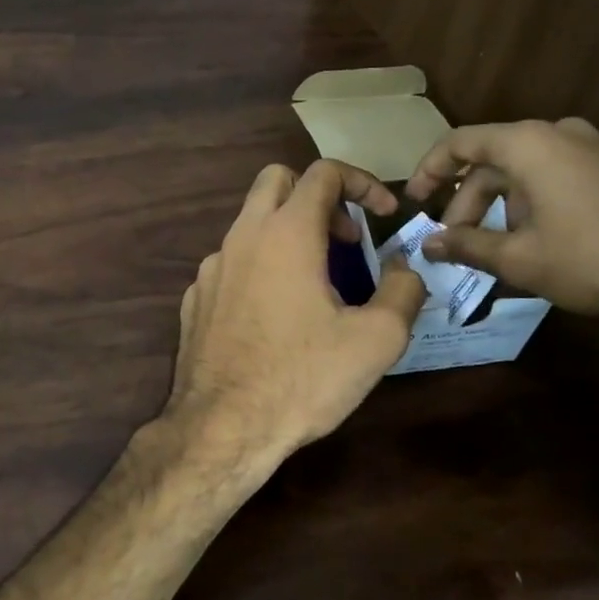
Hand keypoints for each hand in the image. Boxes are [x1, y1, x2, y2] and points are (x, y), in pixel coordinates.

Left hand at [165, 160, 426, 483]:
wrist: (222, 427)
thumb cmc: (303, 378)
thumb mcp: (376, 340)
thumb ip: (403, 291)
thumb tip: (403, 270)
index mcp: (286, 233)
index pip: (324, 172)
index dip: (363, 183)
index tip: (384, 215)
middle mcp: (242, 237)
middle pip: (277, 180)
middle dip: (317, 196)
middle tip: (344, 240)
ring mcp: (211, 267)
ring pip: (250, 224)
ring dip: (287, 235)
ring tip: (316, 284)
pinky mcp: (195, 298)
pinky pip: (231, 264)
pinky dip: (259, 268)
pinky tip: (274, 316)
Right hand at [404, 118, 598, 331]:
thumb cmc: (592, 258)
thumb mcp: (519, 258)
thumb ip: (466, 245)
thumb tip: (428, 244)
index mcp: (529, 143)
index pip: (461, 142)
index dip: (430, 170)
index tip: (414, 201)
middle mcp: (560, 133)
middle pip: (493, 158)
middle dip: (466, 200)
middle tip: (453, 241)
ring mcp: (594, 148)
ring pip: (526, 169)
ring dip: (499, 204)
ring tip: (493, 246)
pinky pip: (556, 175)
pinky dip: (531, 201)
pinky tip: (534, 239)